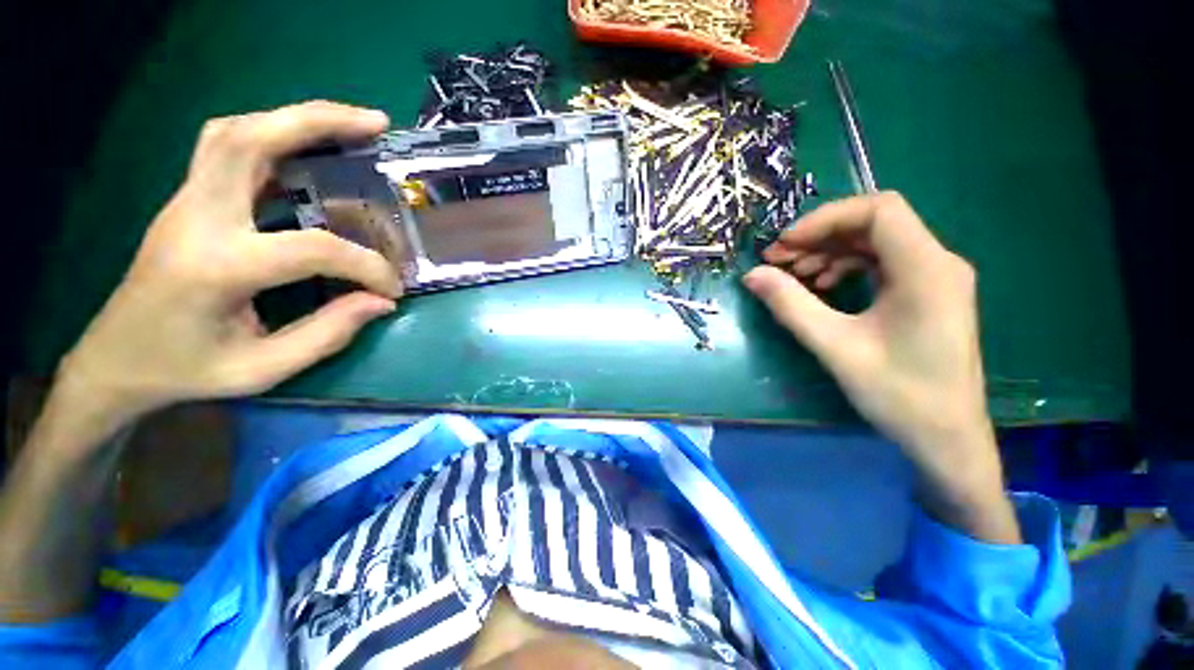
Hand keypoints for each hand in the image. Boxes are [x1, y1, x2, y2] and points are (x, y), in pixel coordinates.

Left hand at [59, 101, 400, 429]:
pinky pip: (228, 149)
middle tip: (375, 124)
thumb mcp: (262, 368)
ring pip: (235, 131)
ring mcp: (186, 203)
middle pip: (248, 139)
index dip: (366, 265)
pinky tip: (308, 149)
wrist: (115, 361)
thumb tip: (381, 302)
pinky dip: (273, 136)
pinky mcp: (190, 202)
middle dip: (317, 121)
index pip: (311, 248)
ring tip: (348, 125)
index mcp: (216, 267)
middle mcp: (196, 218)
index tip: (393, 287)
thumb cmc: (185, 371)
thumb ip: (329, 333)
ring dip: (294, 119)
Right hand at [744, 192, 1018, 542]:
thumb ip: (790, 305)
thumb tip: (752, 275)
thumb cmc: (898, 395)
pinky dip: (846, 267)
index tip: (785, 246)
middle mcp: (938, 262)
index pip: (878, 210)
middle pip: (874, 223)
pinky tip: (821, 286)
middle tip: (778, 261)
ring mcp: (935, 277)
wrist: (946, 438)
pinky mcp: (927, 292)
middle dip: (820, 236)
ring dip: (830, 252)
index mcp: (926, 270)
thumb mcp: (835, 347)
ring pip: (875, 242)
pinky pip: (881, 264)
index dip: (825, 219)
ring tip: (794, 275)